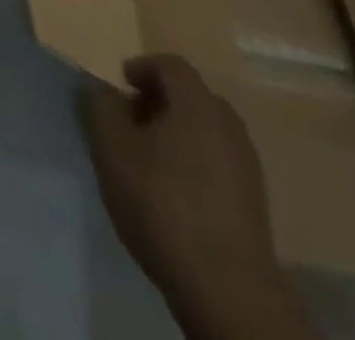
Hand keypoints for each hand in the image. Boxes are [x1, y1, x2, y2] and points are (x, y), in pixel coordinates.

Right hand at [82, 55, 307, 336]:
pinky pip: (218, 161)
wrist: (227, 289)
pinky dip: (193, 162)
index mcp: (197, 103)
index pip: (170, 65)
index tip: (120, 84)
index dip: (142, 67)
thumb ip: (100, 107)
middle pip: (190, 96)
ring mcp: (247, 165)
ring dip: (176, 133)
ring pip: (205, 130)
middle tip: (130, 121)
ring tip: (148, 160)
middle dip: (158, 101)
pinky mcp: (254, 202)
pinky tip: (174, 192)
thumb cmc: (162, 204)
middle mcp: (228, 124)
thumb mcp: (111, 148)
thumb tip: (103, 91)